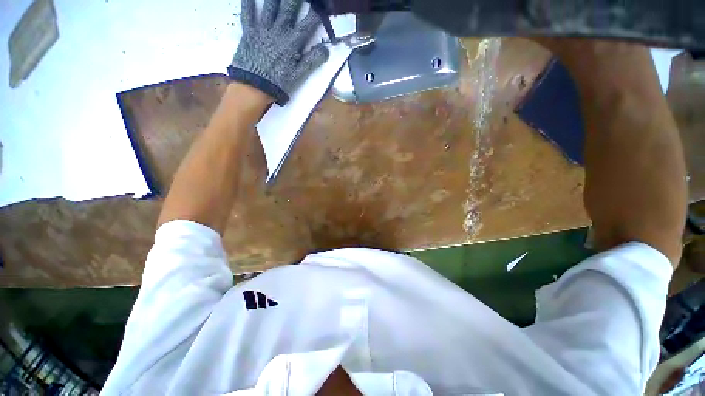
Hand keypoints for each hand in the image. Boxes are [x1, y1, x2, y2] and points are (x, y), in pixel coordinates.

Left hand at [229, 0, 328, 105]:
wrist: (254, 87)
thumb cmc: (278, 83)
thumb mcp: (298, 76)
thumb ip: (312, 61)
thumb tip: (326, 49)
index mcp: (292, 43)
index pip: (307, 24)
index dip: (315, 13)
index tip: (321, 5)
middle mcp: (279, 31)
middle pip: (289, 8)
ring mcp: (262, 29)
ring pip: (270, 6)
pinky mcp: (248, 31)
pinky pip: (247, 12)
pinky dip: (248, 1)